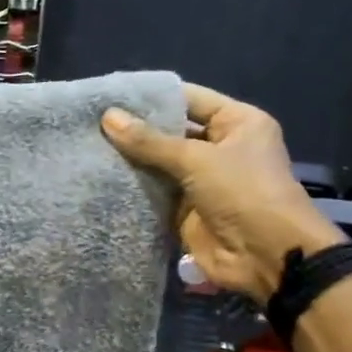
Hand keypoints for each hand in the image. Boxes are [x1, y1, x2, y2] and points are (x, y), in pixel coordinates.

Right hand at [103, 84, 342, 300]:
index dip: (152, 97)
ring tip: (87, 146)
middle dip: (135, 129)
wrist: (265, 256)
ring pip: (158, 164)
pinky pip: (154, 193)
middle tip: (90, 121)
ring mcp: (201, 180)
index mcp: (236, 122)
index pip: (188, 98)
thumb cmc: (243, 193)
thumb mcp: (197, 160)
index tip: (110, 94)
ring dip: (129, 159)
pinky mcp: (184, 210)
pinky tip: (98, 177)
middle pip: (170, 131)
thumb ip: (149, 141)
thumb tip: (107, 116)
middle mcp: (219, 147)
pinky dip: (132, 188)